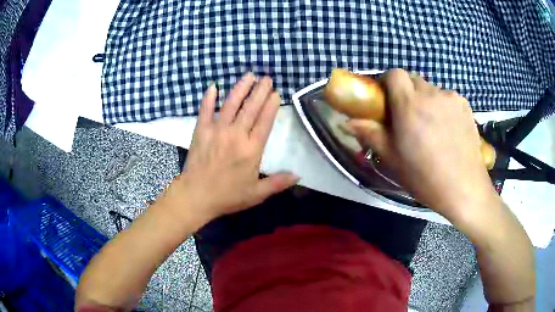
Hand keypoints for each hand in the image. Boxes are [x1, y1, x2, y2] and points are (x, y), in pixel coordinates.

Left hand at [164, 73, 297, 227]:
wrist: (196, 196)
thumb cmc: (227, 196)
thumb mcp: (256, 194)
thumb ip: (278, 183)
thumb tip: (298, 175)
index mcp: (251, 149)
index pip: (265, 122)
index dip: (271, 106)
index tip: (276, 94)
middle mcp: (236, 135)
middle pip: (250, 108)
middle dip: (260, 91)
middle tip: (267, 78)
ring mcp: (217, 130)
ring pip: (231, 104)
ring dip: (240, 88)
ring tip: (249, 76)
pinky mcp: (201, 131)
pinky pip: (205, 110)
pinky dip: (208, 98)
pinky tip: (213, 86)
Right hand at [345, 69, 498, 221]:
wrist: (464, 188)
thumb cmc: (425, 176)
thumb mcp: (393, 158)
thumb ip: (370, 134)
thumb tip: (347, 123)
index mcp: (409, 105)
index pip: (394, 74)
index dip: (388, 82)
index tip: (388, 100)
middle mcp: (430, 93)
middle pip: (413, 80)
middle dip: (407, 93)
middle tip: (409, 117)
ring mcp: (450, 97)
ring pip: (431, 89)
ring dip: (426, 100)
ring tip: (432, 126)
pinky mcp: (465, 104)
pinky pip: (447, 97)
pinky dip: (443, 106)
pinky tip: (447, 129)